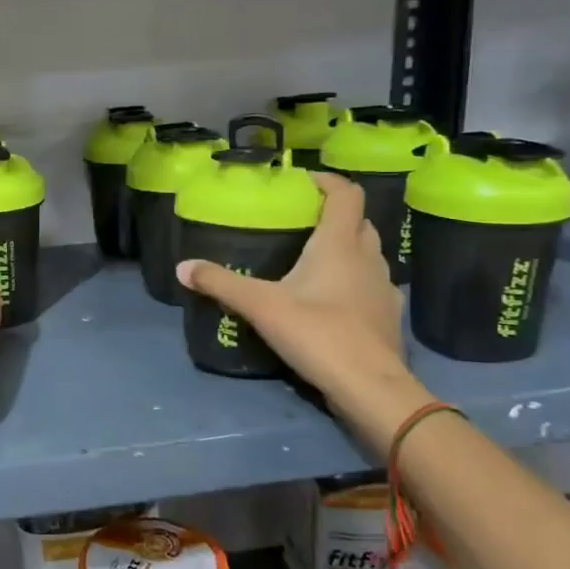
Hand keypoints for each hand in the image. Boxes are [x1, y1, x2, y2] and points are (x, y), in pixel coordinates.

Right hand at [177, 171, 409, 405]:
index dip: (327, 181)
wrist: (370, 387)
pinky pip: (371, 285)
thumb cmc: (317, 333)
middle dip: (335, 215)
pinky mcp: (388, 316)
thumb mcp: (260, 306)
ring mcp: (383, 288)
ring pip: (368, 254)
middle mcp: (367, 258)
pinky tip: (333, 300)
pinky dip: (354, 281)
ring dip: (347, 248)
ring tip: (314, 261)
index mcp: (339, 245)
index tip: (302, 181)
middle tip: (302, 223)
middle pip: (359, 222)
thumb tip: (181, 267)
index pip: (345, 195)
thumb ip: (221, 284)